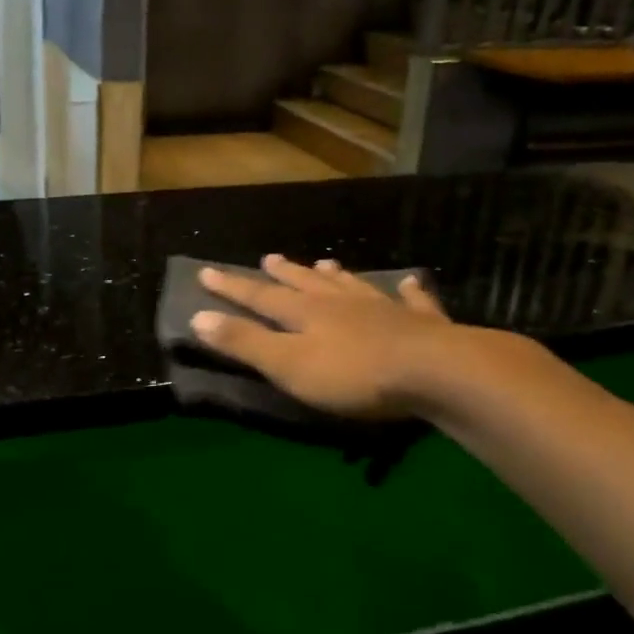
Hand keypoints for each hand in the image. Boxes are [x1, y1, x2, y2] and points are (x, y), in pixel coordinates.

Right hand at [190, 254, 538, 424]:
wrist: (435, 372)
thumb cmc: (353, 374)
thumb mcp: (288, 365)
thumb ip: (244, 343)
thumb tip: (198, 317)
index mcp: (306, 313)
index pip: (260, 297)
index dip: (231, 287)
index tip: (206, 271)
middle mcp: (341, 303)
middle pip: (306, 284)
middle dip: (283, 274)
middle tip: (269, 259)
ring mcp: (383, 309)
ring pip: (352, 286)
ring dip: (334, 277)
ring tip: (325, 264)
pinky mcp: (421, 324)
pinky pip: (412, 301)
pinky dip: (408, 292)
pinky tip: (410, 283)